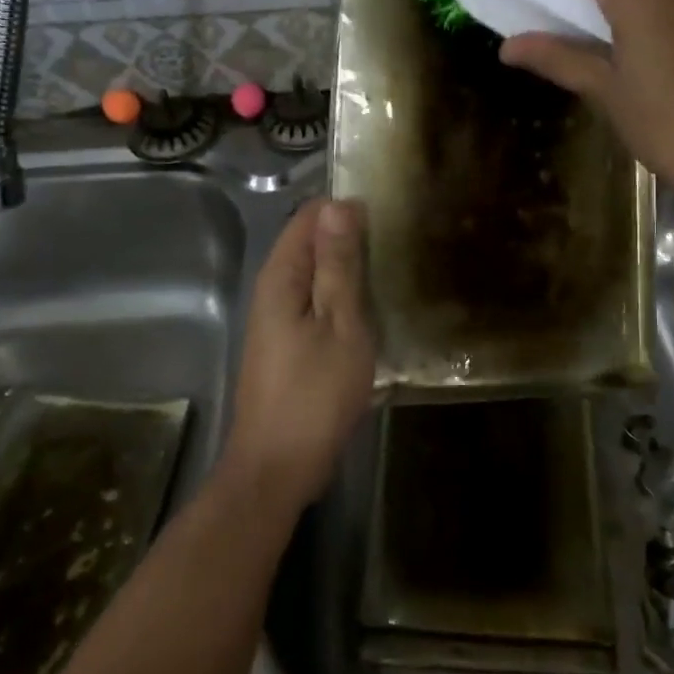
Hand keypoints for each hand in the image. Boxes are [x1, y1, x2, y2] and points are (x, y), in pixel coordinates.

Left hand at [223, 198, 374, 511]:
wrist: (278, 467)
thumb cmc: (314, 393)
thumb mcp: (339, 324)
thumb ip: (338, 265)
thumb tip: (338, 206)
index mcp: (281, 276)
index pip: (310, 217)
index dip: (346, 210)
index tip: (388, 216)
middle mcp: (273, 288)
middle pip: (312, 243)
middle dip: (351, 238)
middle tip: (399, 244)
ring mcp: (278, 318)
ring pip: (317, 274)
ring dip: (350, 269)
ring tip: (394, 269)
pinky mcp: (288, 342)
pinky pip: (317, 301)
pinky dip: (343, 297)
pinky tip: (373, 307)